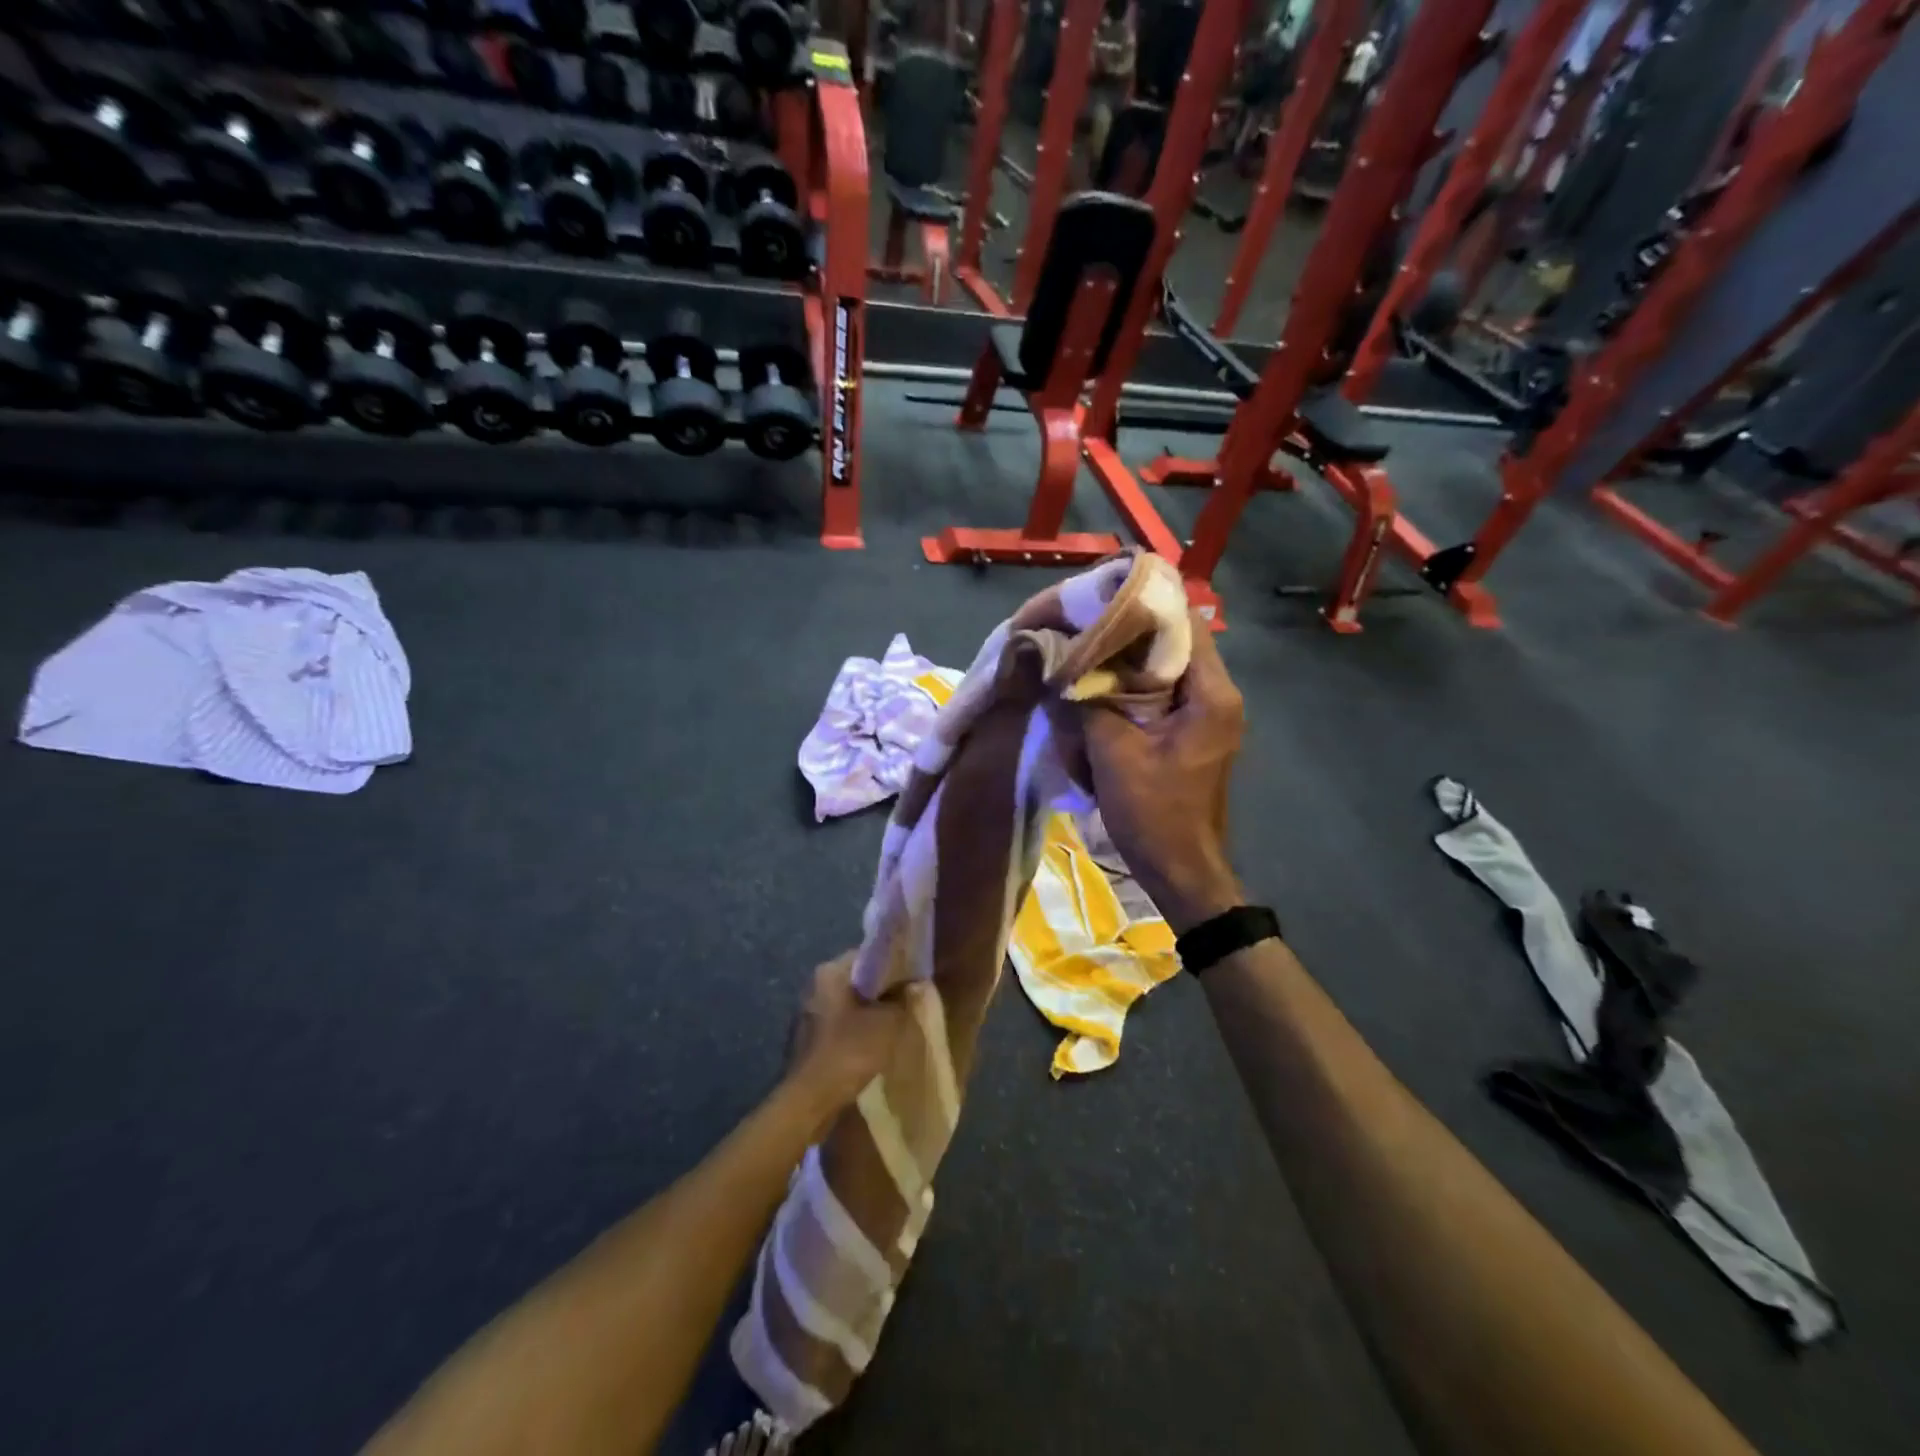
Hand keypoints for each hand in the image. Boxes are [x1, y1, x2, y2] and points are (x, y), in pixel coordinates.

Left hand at [785, 952, 925, 1119]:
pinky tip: (872, 1048)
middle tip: (906, 1003)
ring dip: (869, 1015)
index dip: (893, 966)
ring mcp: (807, 1015)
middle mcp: (814, 987)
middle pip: (857, 981)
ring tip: (893, 1027)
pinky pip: (838, 1029)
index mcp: (829, 971)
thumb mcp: (889, 1022)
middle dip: (881, 992)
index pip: (867, 956)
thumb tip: (910, 987)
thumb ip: (903, 999)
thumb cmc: (849, 1050)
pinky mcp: (807, 1042)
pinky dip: (855, 1034)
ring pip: (848, 1006)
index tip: (912, 979)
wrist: (810, 1100)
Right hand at [1082, 609, 1245, 934]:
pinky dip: (1133, 683)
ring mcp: (1209, 714)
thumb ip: (1090, 702)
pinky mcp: (1194, 731)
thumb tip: (1063, 664)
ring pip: (1167, 666)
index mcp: (1211, 694)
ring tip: (1086, 646)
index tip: (1100, 596)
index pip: (1184, 623)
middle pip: (1176, 641)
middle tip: (1084, 621)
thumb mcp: (1114, 756)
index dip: (1143, 604)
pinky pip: (1164, 691)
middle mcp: (1218, 694)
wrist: (1184, 873)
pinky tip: (1100, 685)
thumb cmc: (1156, 816)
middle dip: (1130, 630)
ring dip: (1130, 657)